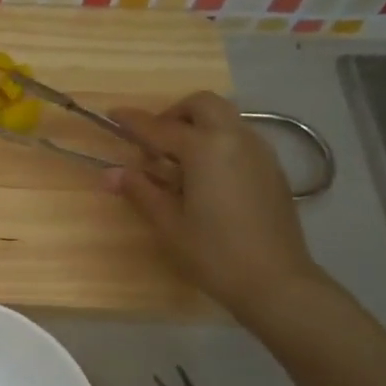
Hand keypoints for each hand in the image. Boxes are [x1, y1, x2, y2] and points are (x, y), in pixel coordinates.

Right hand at [109, 92, 324, 320]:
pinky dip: (216, 142)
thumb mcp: (168, 224)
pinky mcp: (272, 168)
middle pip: (202, 105)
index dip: (133, 121)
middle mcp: (235, 138)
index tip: (113, 115)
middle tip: (154, 144)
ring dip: (197, 126)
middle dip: (174, 115)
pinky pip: (239, 138)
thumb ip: (141, 191)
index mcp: (205, 149)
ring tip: (177, 163)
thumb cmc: (213, 253)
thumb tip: (110, 174)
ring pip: (224, 118)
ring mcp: (259, 151)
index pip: (160, 127)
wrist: (275, 280)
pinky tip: (205, 178)